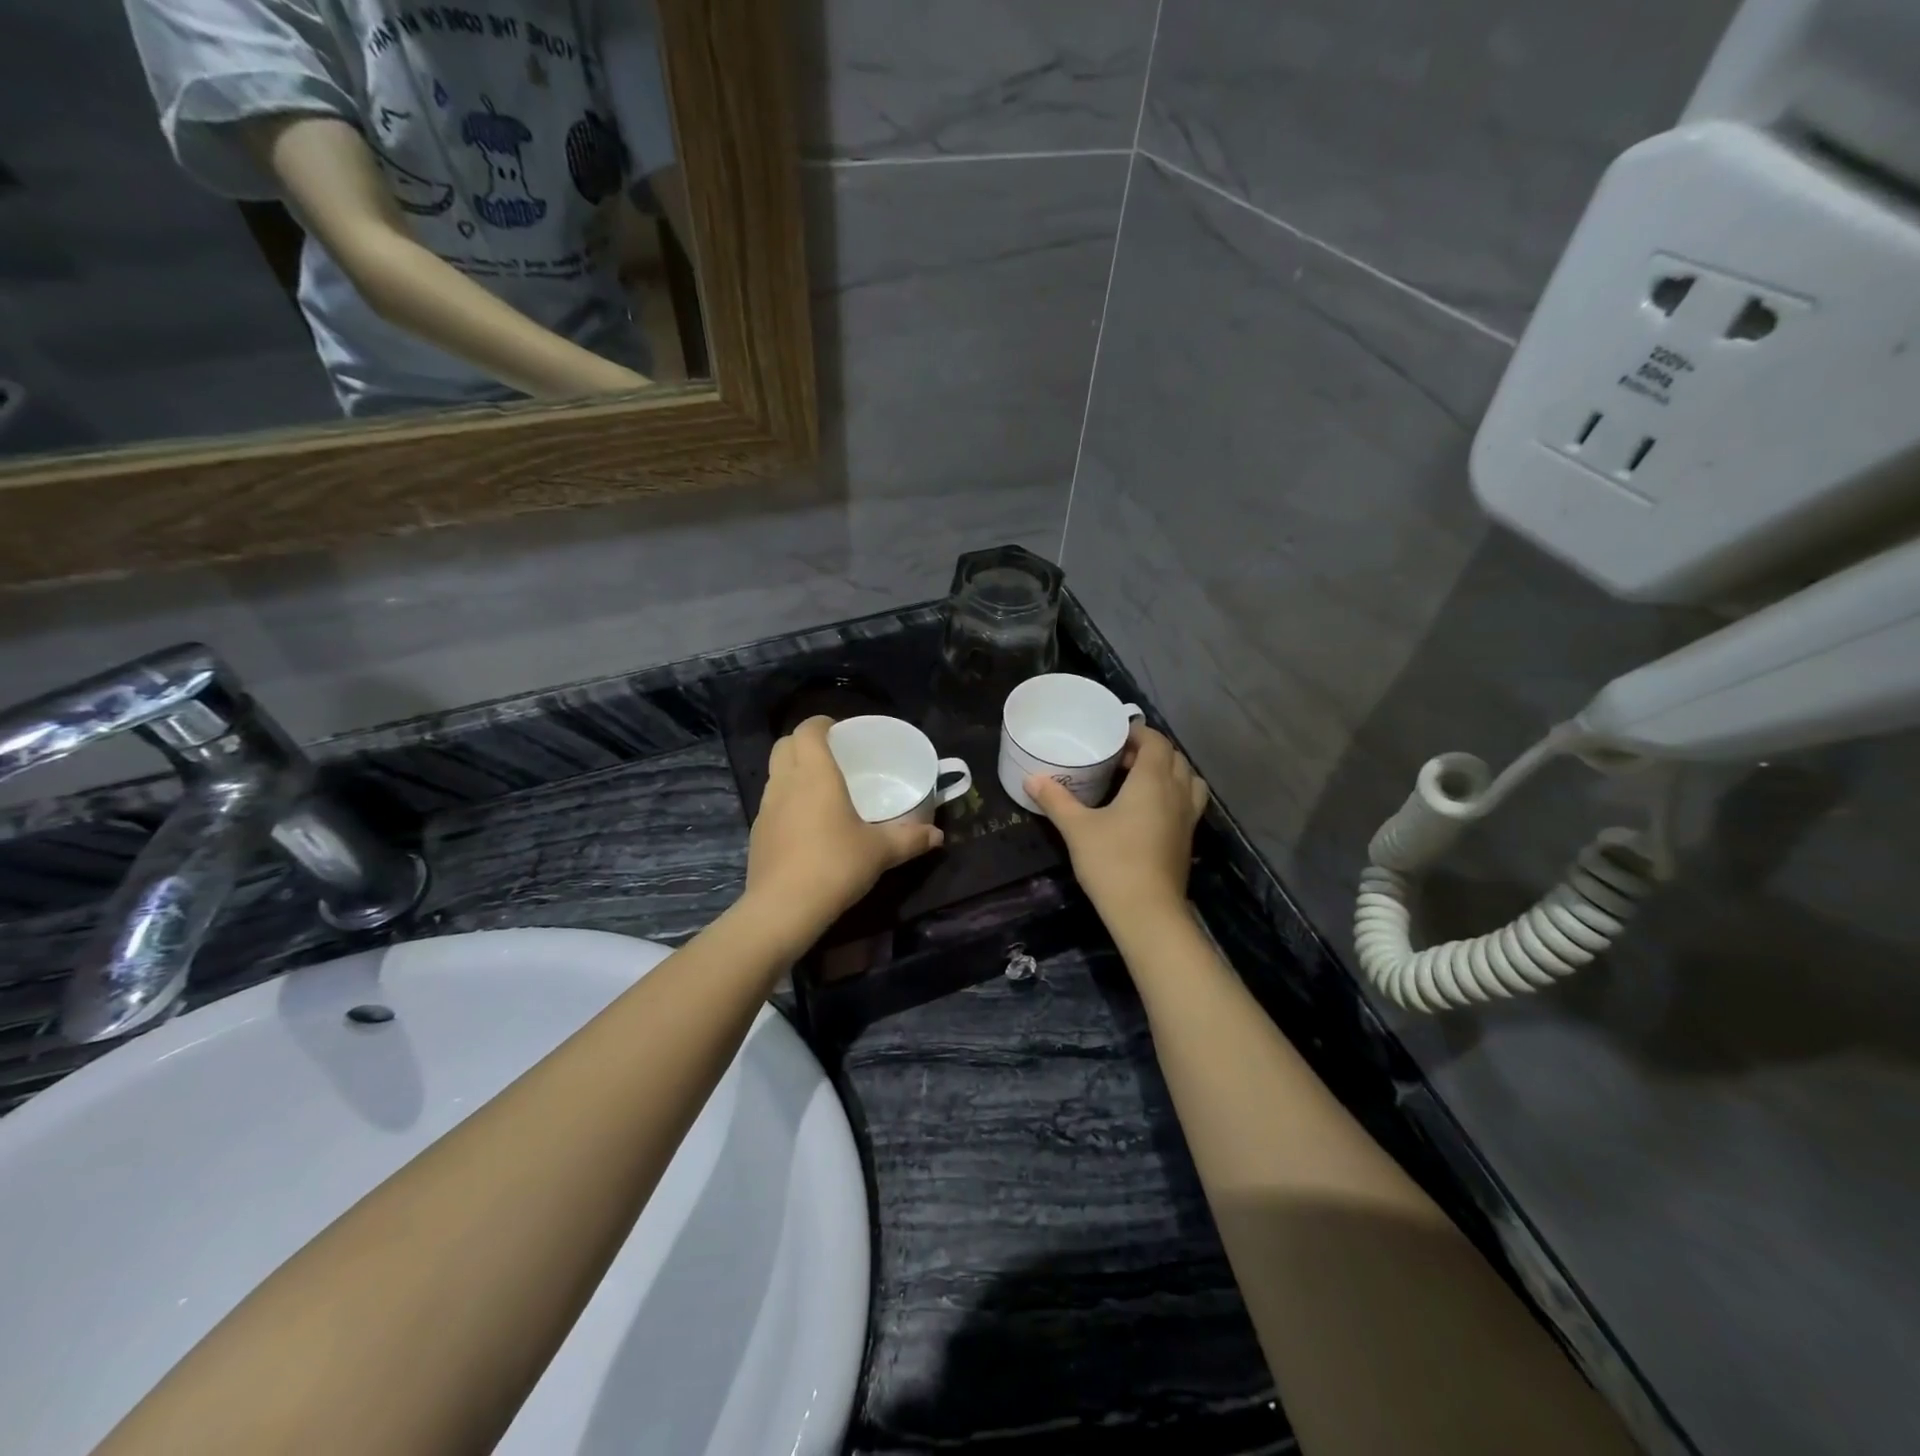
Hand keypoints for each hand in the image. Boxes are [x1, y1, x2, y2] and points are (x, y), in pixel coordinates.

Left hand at [743, 716, 943, 944]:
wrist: (783, 908)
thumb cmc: (835, 865)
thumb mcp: (880, 852)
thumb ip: (910, 839)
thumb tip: (938, 835)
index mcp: (815, 774)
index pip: (807, 730)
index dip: (821, 724)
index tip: (840, 732)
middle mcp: (786, 783)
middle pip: (784, 745)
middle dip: (804, 743)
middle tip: (831, 756)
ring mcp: (766, 808)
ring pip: (775, 774)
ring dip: (793, 771)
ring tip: (820, 789)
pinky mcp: (757, 833)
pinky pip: (772, 803)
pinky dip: (786, 801)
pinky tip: (806, 825)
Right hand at [1027, 725, 1207, 927]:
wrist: (1147, 912)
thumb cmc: (1112, 861)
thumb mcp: (1077, 828)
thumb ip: (1056, 800)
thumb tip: (1032, 779)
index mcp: (1153, 780)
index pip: (1156, 741)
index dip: (1139, 733)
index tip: (1116, 735)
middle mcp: (1177, 792)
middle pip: (1174, 757)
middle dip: (1151, 750)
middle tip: (1120, 757)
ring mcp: (1187, 817)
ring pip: (1188, 779)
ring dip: (1169, 771)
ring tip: (1140, 779)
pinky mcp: (1187, 839)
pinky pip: (1188, 802)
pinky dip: (1174, 794)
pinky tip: (1149, 810)